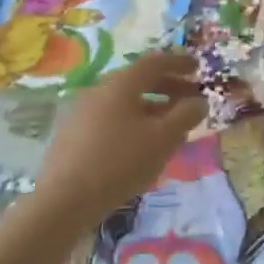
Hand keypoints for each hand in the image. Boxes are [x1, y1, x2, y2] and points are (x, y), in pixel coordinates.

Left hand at [32, 51, 205, 222]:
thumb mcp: (163, 139)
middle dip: (168, 87)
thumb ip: (185, 116)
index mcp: (121, 84)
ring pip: (124, 101)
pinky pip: (110, 118)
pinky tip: (142, 143)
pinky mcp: (72, 134)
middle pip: (138, 80)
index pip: (155, 63)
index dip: (179, 63)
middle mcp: (99, 90)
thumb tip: (199, 101)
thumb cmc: (121, 162)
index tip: (198, 68)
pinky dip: (133, 121)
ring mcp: (81, 112)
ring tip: (170, 125)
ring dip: (152, 106)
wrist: (64, 200)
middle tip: (190, 98)